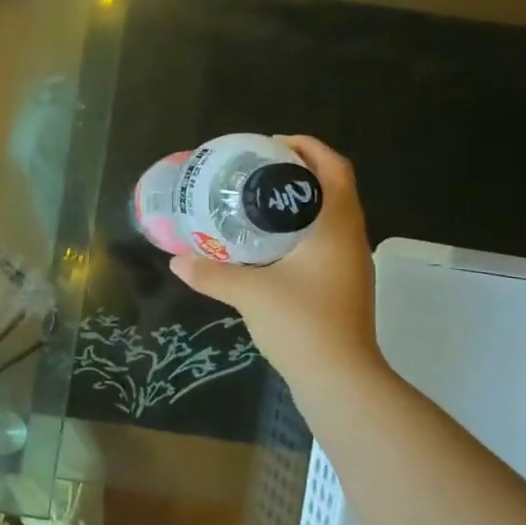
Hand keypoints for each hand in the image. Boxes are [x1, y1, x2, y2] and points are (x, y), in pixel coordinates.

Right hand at [169, 136, 387, 384]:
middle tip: (254, 172)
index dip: (308, 147)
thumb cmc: (302, 324)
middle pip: (332, 188)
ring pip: (328, 217)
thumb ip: (211, 273)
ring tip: (254, 204)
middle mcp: (350, 238)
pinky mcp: (342, 286)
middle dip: (296, 173)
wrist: (341, 380)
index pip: (334, 168)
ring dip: (298, 203)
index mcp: (337, 226)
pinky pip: (322, 241)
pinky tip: (266, 246)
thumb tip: (176, 260)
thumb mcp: (250, 293)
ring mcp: (350, 264)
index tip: (271, 144)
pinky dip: (298, 231)